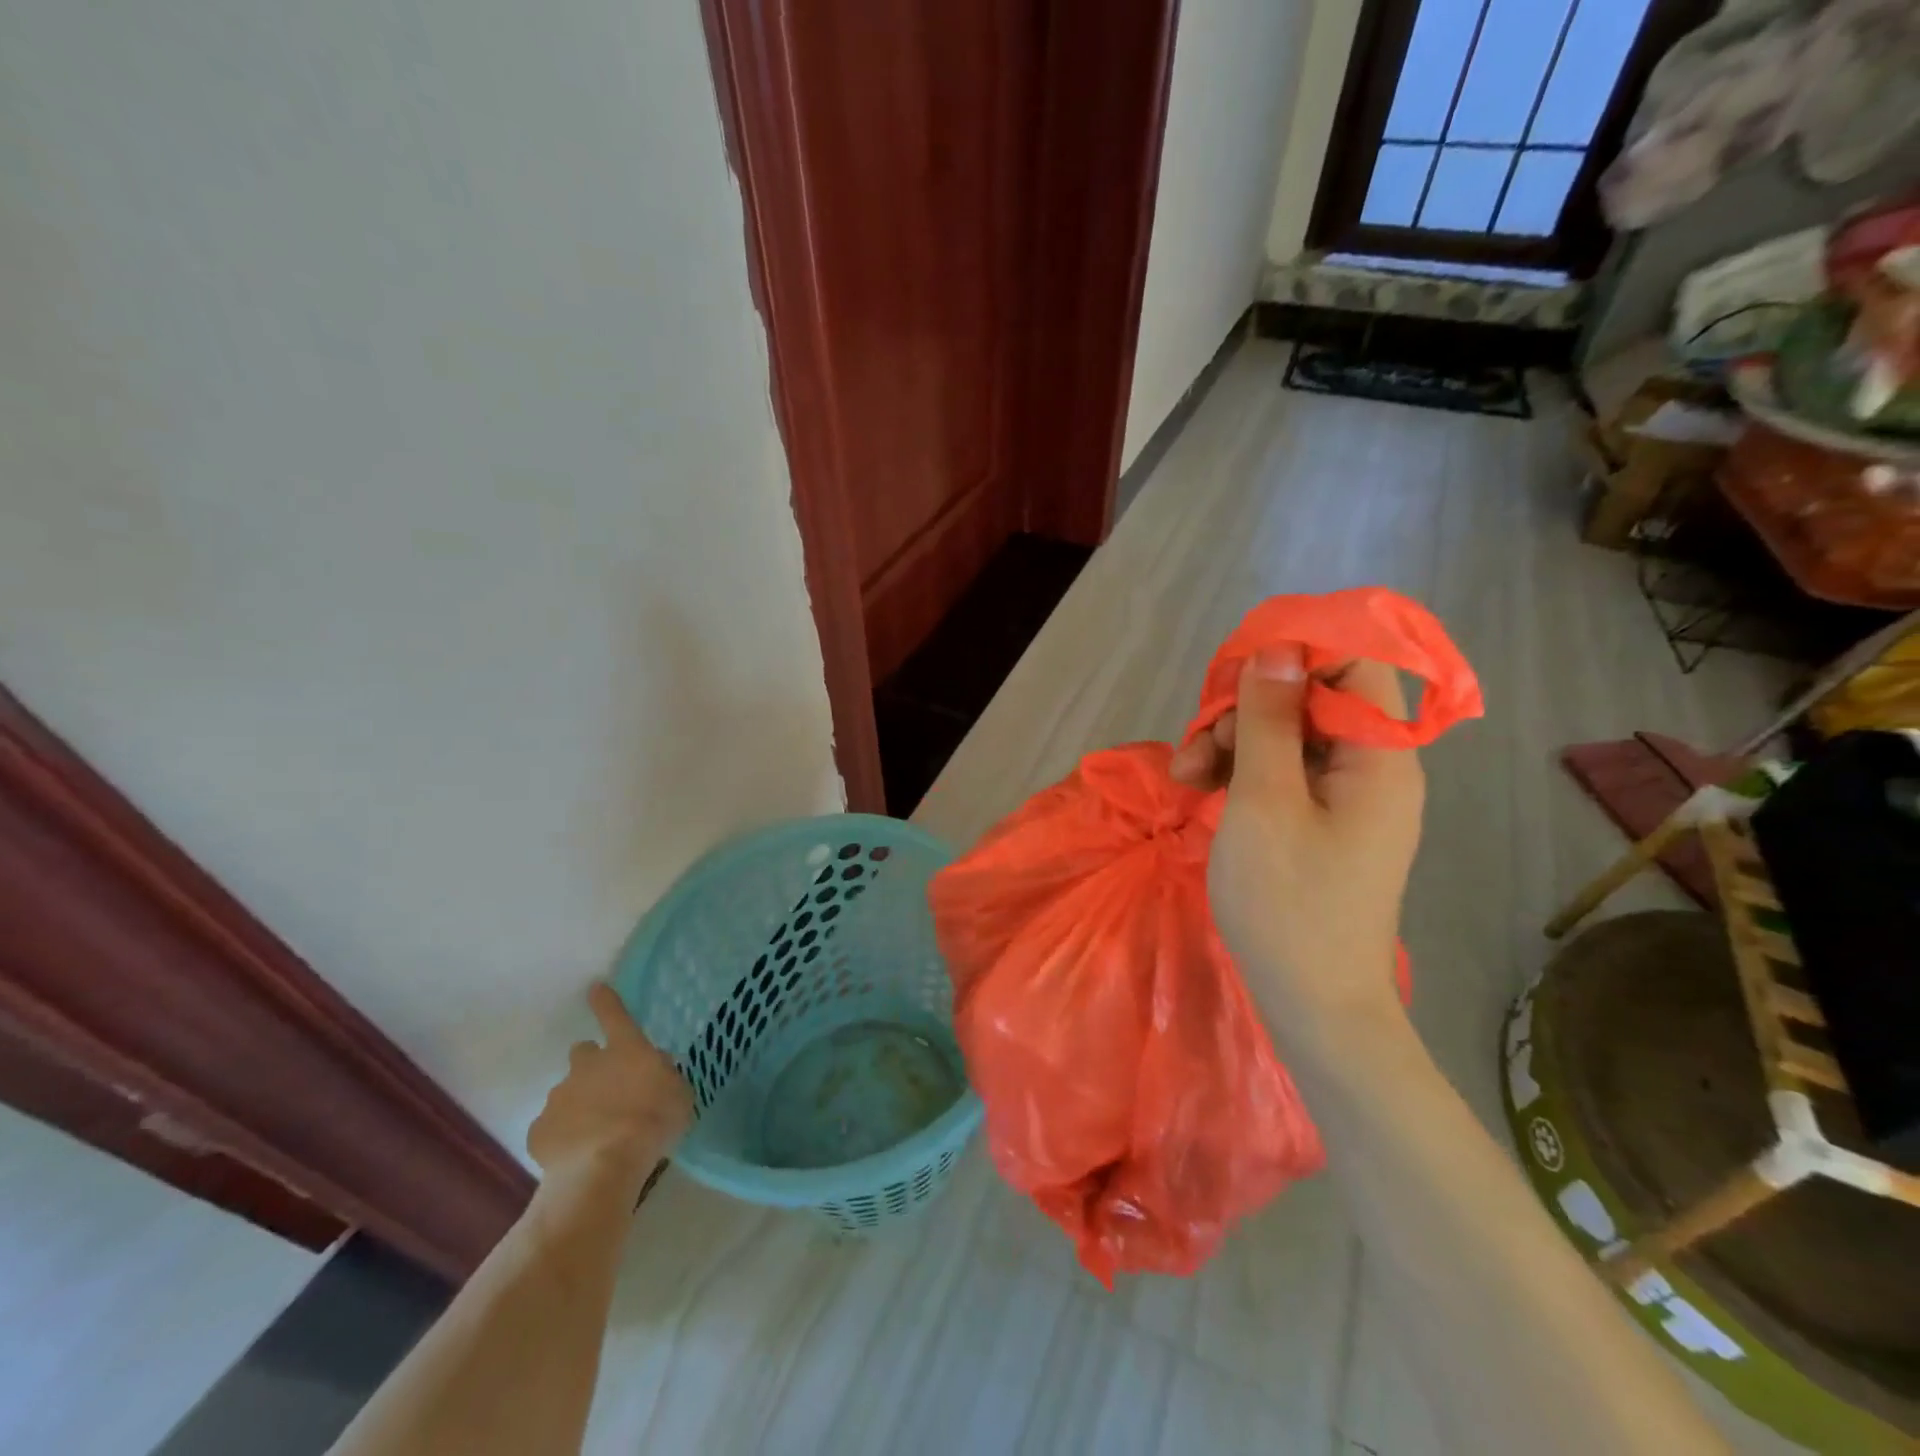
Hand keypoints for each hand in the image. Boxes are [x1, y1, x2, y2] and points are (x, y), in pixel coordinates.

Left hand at [527, 985, 693, 1184]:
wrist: (604, 1168)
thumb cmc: (653, 1122)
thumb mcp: (679, 1094)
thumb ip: (665, 1076)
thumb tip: (655, 1067)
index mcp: (625, 1050)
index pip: (615, 1015)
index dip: (606, 1001)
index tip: (595, 988)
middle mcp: (587, 1065)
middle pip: (583, 1053)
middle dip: (593, 1067)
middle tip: (608, 1091)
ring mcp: (559, 1096)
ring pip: (567, 1093)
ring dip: (580, 1105)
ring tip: (597, 1135)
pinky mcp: (539, 1130)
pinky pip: (551, 1128)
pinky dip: (563, 1138)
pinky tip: (577, 1156)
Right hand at [1177, 651, 1423, 1030]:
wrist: (1313, 1006)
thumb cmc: (1289, 902)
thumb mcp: (1264, 802)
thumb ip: (1268, 720)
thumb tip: (1276, 650)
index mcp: (1378, 756)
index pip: (1353, 666)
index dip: (1296, 655)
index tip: (1235, 675)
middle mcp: (1373, 768)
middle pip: (1310, 701)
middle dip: (1246, 712)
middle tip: (1196, 746)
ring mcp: (1347, 799)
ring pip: (1288, 738)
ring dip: (1233, 745)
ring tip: (1185, 777)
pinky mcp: (1323, 824)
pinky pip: (1284, 775)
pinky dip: (1242, 775)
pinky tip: (1200, 791)